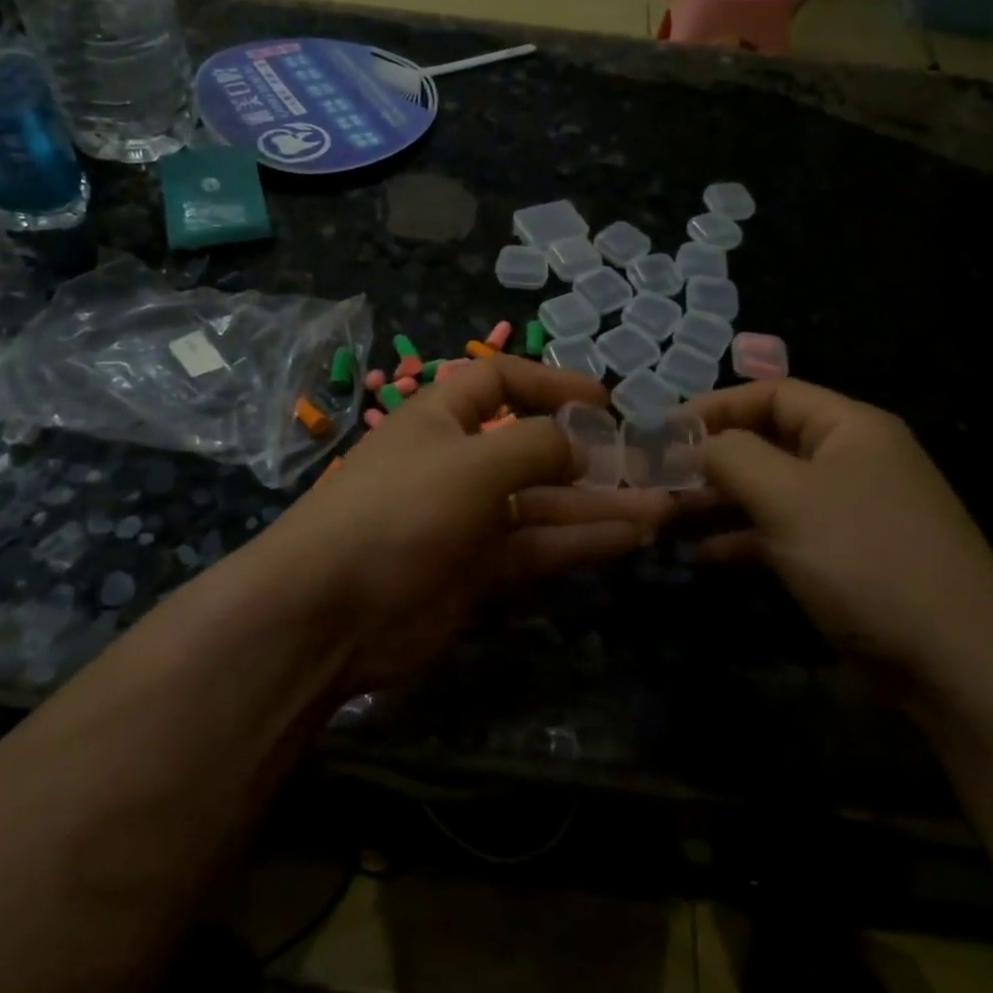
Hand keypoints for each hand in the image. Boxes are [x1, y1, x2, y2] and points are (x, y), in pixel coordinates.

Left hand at [261, 356, 675, 690]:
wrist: (330, 612)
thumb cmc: (401, 510)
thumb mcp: (473, 462)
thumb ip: (536, 446)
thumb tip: (582, 442)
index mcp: (443, 417)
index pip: (501, 381)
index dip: (552, 384)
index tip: (605, 401)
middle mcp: (459, 462)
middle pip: (534, 449)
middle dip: (592, 456)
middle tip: (652, 467)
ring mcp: (470, 519)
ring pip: (545, 505)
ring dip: (599, 505)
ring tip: (661, 508)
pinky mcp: (479, 571)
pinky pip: (538, 547)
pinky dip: (580, 543)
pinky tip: (630, 540)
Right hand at [687, 379, 992, 697]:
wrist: (956, 663)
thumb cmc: (865, 560)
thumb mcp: (788, 497)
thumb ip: (733, 457)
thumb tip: (699, 443)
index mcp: (849, 428)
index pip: (772, 393)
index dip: (716, 406)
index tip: (664, 430)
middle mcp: (851, 460)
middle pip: (768, 441)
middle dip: (712, 459)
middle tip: (658, 479)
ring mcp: (849, 511)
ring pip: (770, 490)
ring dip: (720, 501)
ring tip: (668, 517)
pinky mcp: (844, 556)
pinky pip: (783, 532)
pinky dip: (743, 539)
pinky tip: (703, 555)